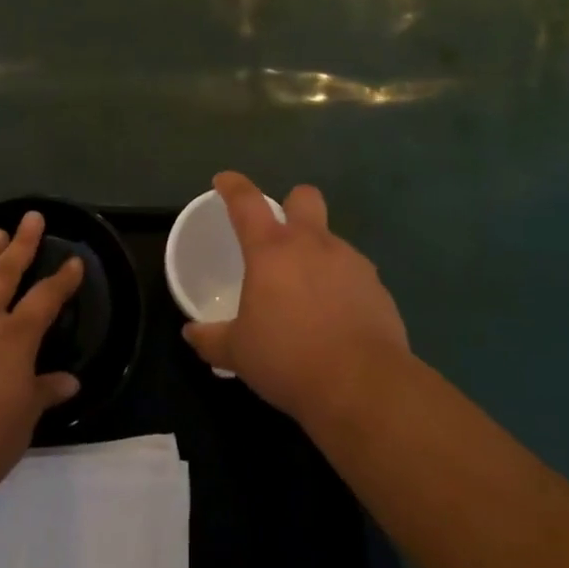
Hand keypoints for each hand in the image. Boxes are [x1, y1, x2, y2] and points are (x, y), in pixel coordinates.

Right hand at [183, 171, 409, 427]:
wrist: (363, 386)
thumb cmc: (289, 359)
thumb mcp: (239, 353)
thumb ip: (212, 339)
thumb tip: (191, 334)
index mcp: (272, 250)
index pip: (246, 201)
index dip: (233, 186)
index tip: (224, 181)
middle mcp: (313, 244)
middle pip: (304, 197)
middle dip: (292, 204)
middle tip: (279, 236)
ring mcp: (350, 262)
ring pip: (331, 239)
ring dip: (317, 254)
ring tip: (307, 295)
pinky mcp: (377, 287)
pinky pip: (353, 274)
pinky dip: (341, 286)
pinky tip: (336, 319)